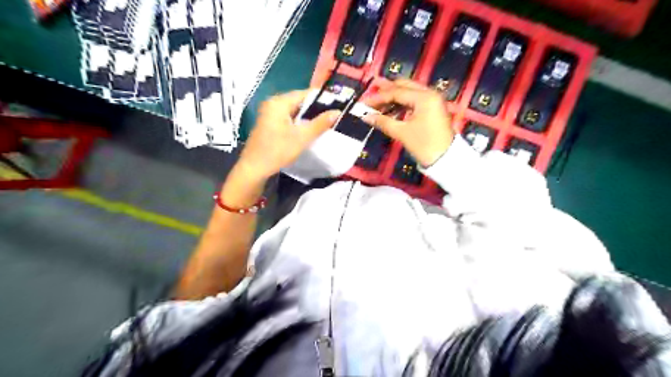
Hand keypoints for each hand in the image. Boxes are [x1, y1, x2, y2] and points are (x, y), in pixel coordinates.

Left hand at [237, 91, 340, 181]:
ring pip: (295, 110)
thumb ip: (320, 124)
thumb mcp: (302, 137)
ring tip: (325, 123)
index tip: (337, 106)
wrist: (254, 168)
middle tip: (332, 116)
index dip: (322, 99)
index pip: (305, 94)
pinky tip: (309, 130)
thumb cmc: (277, 151)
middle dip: (316, 109)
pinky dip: (299, 122)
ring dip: (308, 117)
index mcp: (279, 102)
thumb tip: (337, 112)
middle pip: (299, 101)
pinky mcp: (269, 123)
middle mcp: (273, 103)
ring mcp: (269, 113)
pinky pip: (289, 118)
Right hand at [362, 77, 455, 164]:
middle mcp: (430, 93)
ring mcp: (433, 100)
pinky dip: (402, 104)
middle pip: (404, 86)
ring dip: (394, 98)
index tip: (364, 103)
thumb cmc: (424, 145)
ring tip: (379, 108)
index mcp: (424, 97)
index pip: (396, 92)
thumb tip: (366, 116)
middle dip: (386, 92)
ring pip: (409, 92)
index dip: (378, 97)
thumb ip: (383, 121)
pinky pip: (415, 100)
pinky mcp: (433, 108)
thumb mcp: (402, 133)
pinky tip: (391, 112)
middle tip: (371, 101)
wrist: (446, 160)